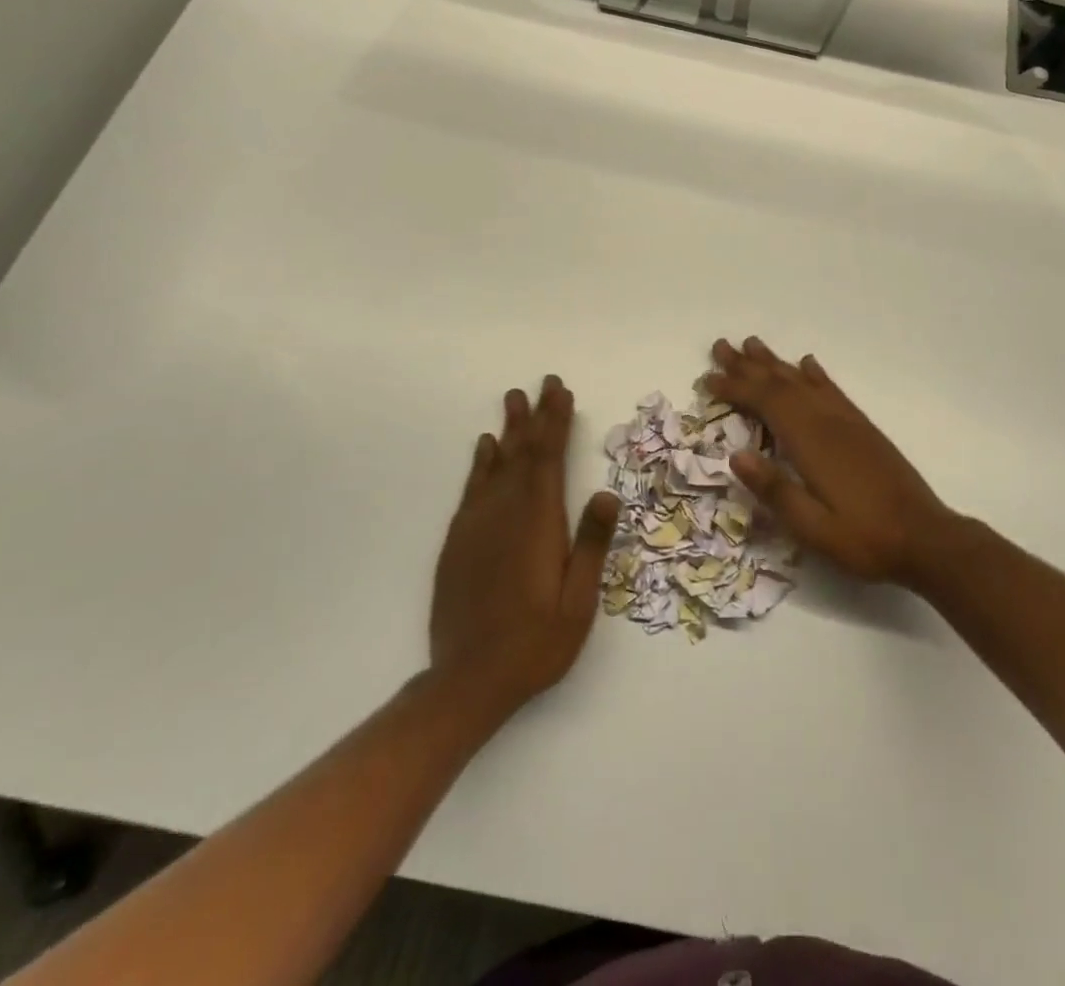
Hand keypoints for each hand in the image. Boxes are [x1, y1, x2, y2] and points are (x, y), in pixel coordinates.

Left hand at [430, 376, 617, 719]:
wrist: (467, 682)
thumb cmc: (535, 644)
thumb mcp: (578, 602)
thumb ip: (591, 545)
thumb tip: (606, 493)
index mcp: (538, 523)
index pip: (549, 459)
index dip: (556, 422)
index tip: (561, 392)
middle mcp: (505, 514)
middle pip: (522, 453)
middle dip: (535, 416)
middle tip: (542, 383)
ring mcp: (477, 526)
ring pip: (495, 465)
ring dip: (508, 430)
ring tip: (512, 400)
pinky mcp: (458, 542)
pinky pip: (472, 489)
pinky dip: (481, 463)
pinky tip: (485, 448)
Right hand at [706, 338, 957, 587]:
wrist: (926, 537)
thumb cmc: (864, 538)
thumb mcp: (813, 528)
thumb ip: (775, 490)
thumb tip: (735, 456)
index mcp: (810, 443)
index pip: (765, 403)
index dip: (735, 388)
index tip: (707, 379)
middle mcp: (827, 422)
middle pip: (781, 383)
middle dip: (748, 365)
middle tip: (721, 346)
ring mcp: (847, 422)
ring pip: (803, 381)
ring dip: (776, 362)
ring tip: (753, 344)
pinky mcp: (863, 428)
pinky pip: (833, 390)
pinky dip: (815, 374)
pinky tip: (807, 364)